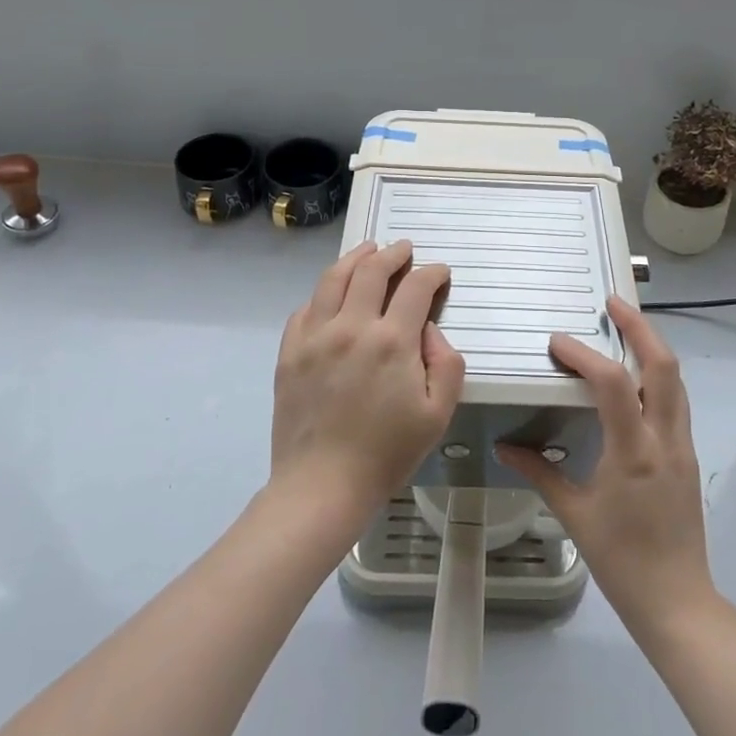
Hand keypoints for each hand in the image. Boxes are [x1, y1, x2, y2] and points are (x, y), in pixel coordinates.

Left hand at [270, 240, 464, 517]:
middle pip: (372, 270)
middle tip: (404, 249)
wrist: (322, 485)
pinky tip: (332, 294)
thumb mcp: (438, 414)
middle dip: (393, 254)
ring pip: (334, 278)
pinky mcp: (290, 352)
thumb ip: (446, 364)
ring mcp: (315, 336)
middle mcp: (352, 327)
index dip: (431, 273)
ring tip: (368, 250)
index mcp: (392, 341)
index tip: (439, 272)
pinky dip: (323, 292)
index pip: (415, 287)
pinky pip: (305, 307)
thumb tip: (429, 330)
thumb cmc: (387, 453)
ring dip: (355, 258)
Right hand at [497, 297, 713, 636]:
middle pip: (663, 366)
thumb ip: (540, 472)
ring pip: (675, 380)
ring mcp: (682, 446)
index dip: (584, 355)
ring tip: (625, 327)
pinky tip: (634, 378)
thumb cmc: (621, 559)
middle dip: (640, 328)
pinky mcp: (688, 456)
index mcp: (634, 452)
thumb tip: (506, 446)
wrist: (677, 600)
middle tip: (613, 303)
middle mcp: (664, 439)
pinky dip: (657, 376)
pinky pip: (675, 402)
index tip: (558, 343)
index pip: (612, 384)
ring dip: (652, 347)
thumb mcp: (574, 514)